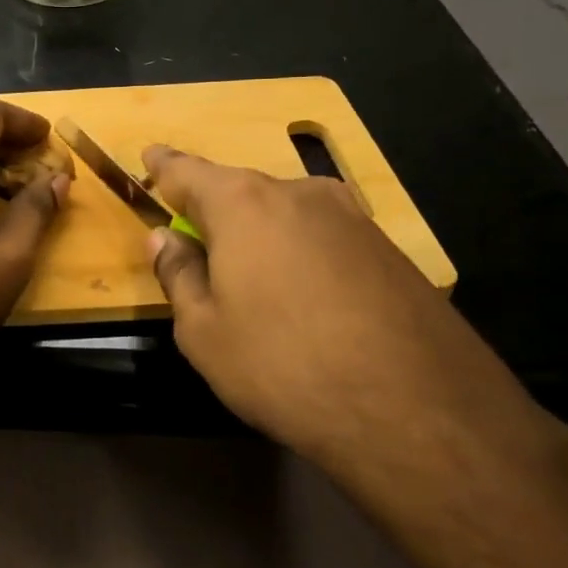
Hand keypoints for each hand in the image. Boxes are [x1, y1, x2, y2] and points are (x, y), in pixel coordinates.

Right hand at [141, 145, 516, 463]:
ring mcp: (350, 217)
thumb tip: (166, 238)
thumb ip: (178, 274)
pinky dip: (300, 254)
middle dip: (214, 211)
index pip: (187, 171)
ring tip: (253, 283)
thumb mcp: (204, 332)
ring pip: (285, 215)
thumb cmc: (284, 365)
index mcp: (242, 203)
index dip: (164, 167)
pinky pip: (323, 237)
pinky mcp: (387, 248)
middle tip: (197, 243)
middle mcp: (298, 194)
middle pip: (240, 191)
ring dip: (261, 235)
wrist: (417, 410)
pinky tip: (305, 299)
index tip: (150, 157)